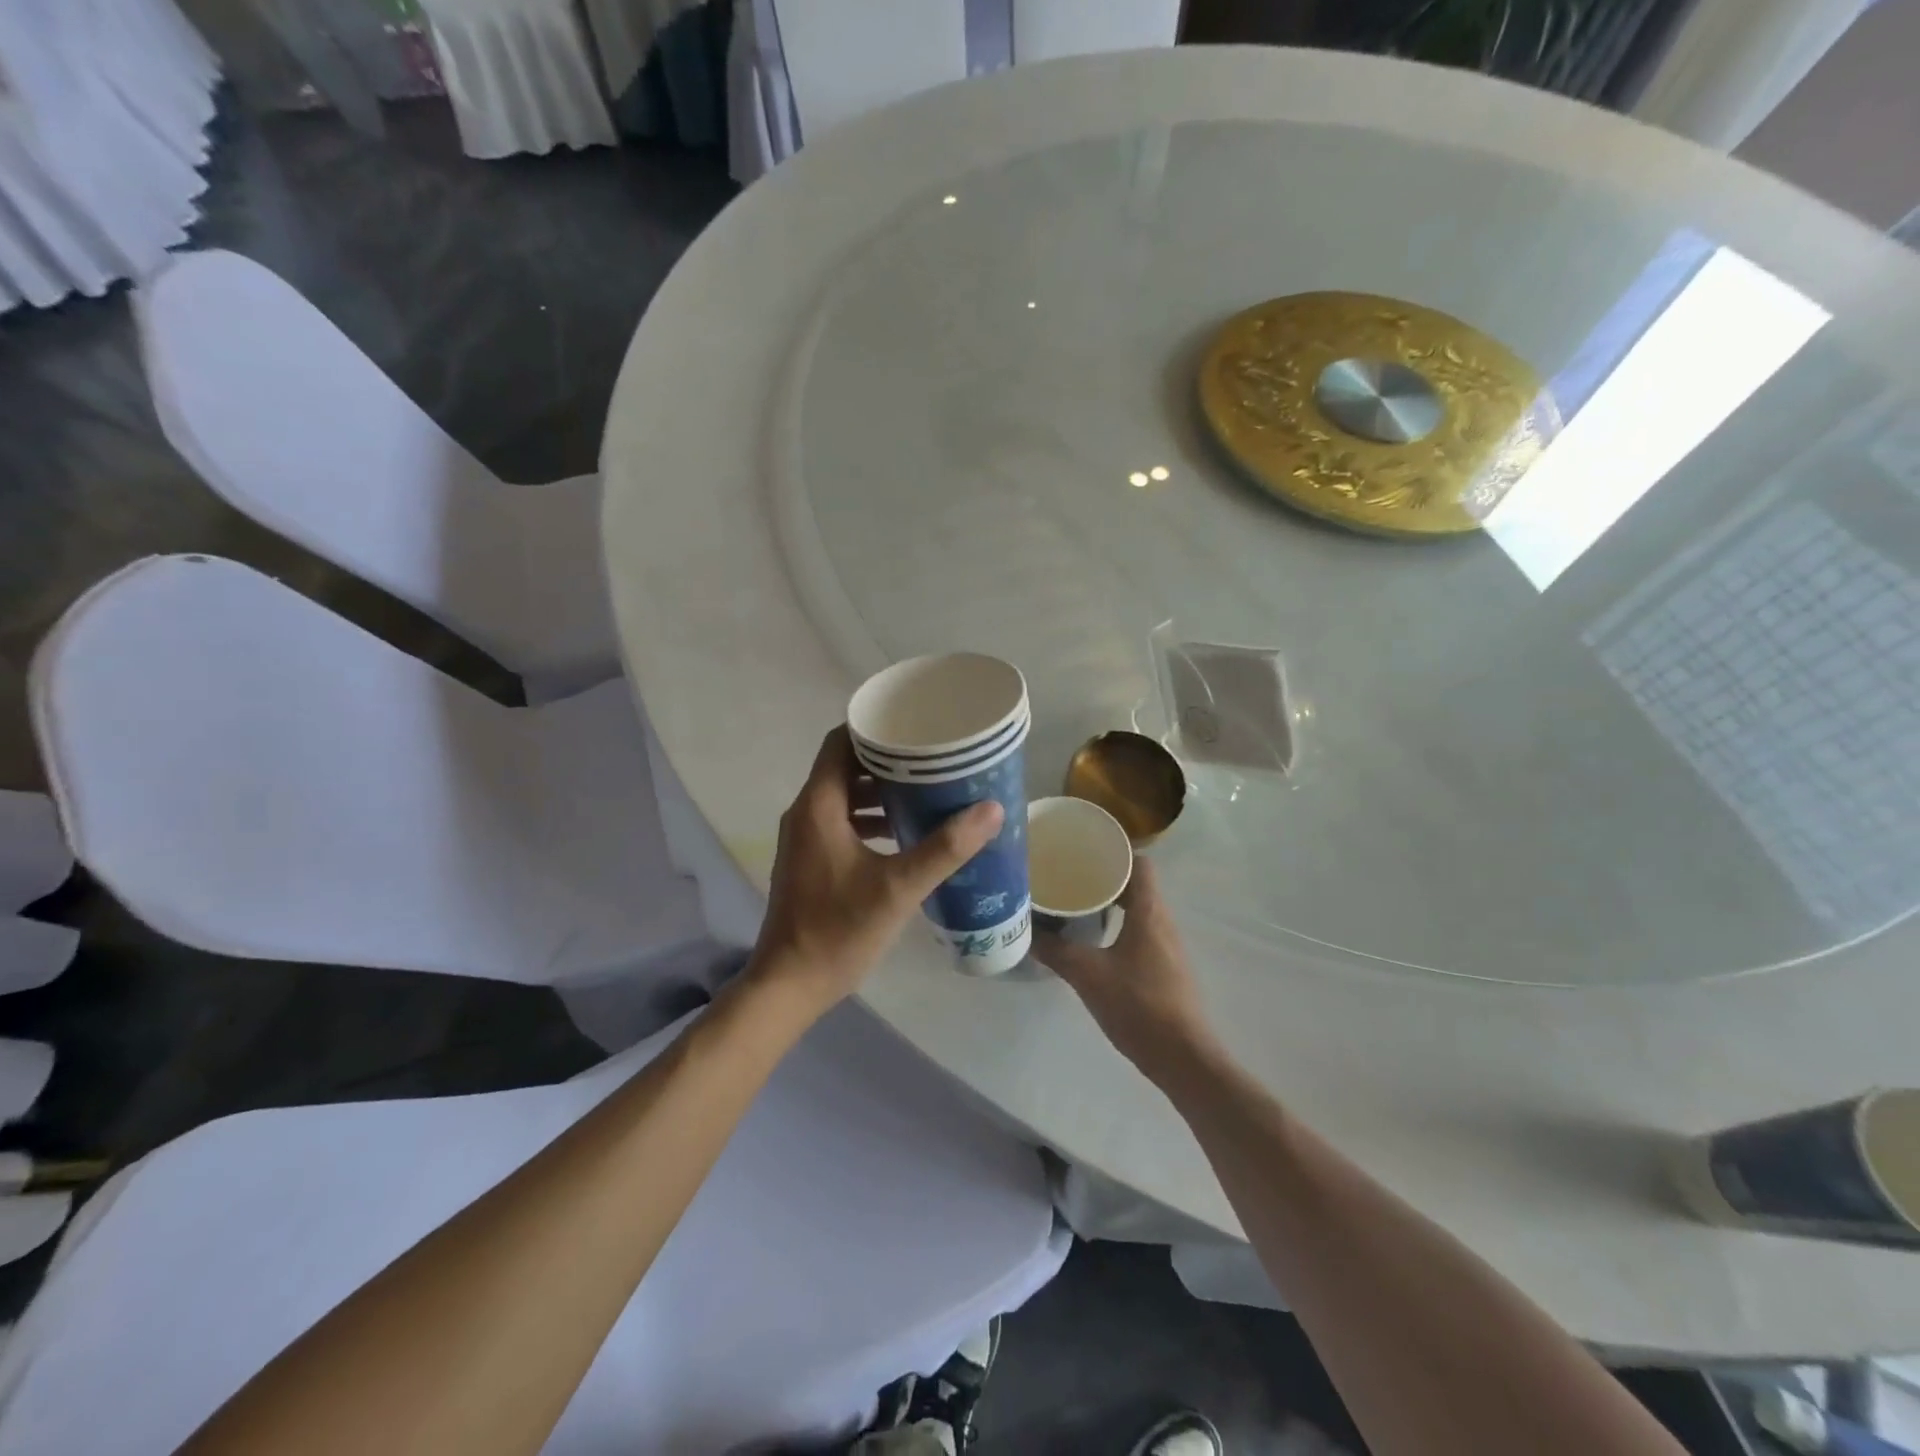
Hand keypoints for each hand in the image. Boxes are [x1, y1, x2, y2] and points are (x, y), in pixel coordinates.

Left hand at [748, 727, 1003, 1012]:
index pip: (841, 742)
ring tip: (926, 792)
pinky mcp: (810, 861)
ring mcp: (804, 839)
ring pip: (845, 797)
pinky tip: (905, 835)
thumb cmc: (838, 930)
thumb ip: (945, 848)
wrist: (790, 984)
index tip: (915, 728)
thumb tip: (991, 810)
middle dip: (888, 760)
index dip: (875, 729)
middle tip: (934, 759)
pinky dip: (871, 819)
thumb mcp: (898, 888)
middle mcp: (806, 813)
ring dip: (881, 792)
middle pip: (845, 767)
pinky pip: (841, 822)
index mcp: (819, 806)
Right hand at [1034, 859, 1216, 1083]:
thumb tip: (1024, 931)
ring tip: (1075, 904)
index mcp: (1149, 911)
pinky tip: (1093, 941)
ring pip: (1138, 909)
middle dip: (1104, 877)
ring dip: (1111, 903)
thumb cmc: (1138, 1006)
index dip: (1114, 851)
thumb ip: (1055, 950)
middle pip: (1137, 884)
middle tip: (1069, 877)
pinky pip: (1140, 932)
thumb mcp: (1087, 975)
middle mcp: (1162, 921)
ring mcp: (1167, 946)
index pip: (1139, 862)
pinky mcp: (1165, 968)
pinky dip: (1118, 926)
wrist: (1183, 1058)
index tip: (1083, 851)